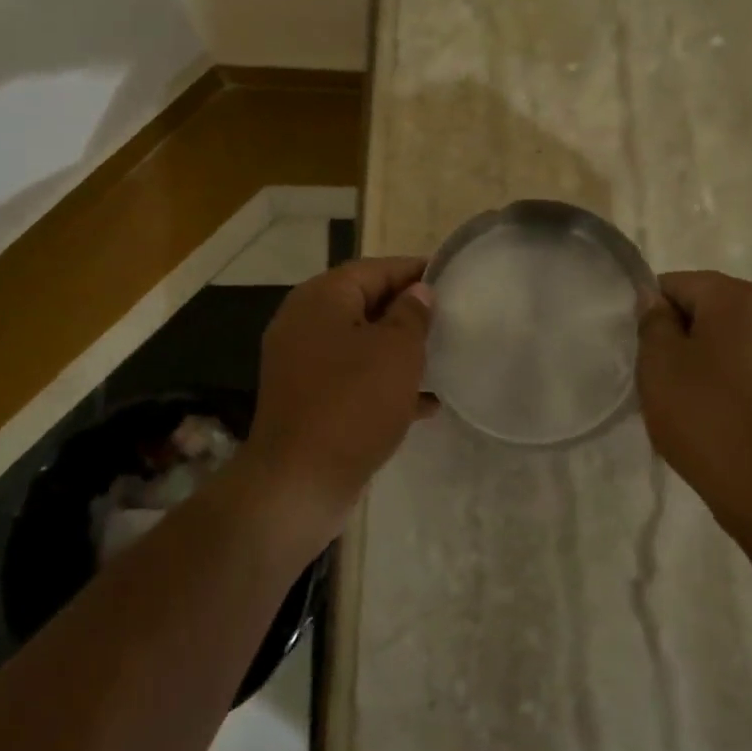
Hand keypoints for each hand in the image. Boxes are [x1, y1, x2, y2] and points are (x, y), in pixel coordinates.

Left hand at [243, 257, 433, 542]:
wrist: (300, 482)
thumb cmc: (353, 403)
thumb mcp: (396, 351)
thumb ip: (411, 314)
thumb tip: (417, 292)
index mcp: (322, 298)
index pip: (374, 268)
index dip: (414, 271)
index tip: (451, 277)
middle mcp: (305, 323)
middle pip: (366, 303)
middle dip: (408, 311)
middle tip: (451, 318)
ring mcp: (303, 363)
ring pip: (362, 343)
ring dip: (400, 349)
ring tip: (443, 356)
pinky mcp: (309, 398)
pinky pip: (353, 377)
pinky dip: (385, 383)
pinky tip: (425, 403)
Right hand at [636, 271, 751, 515]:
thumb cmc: (705, 413)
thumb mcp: (659, 362)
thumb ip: (652, 321)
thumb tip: (654, 299)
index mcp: (735, 295)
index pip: (675, 284)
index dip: (651, 313)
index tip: (641, 350)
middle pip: (705, 307)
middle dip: (678, 334)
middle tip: (657, 374)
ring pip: (726, 337)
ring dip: (701, 356)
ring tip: (683, 395)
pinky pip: (747, 363)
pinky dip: (726, 377)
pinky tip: (712, 409)